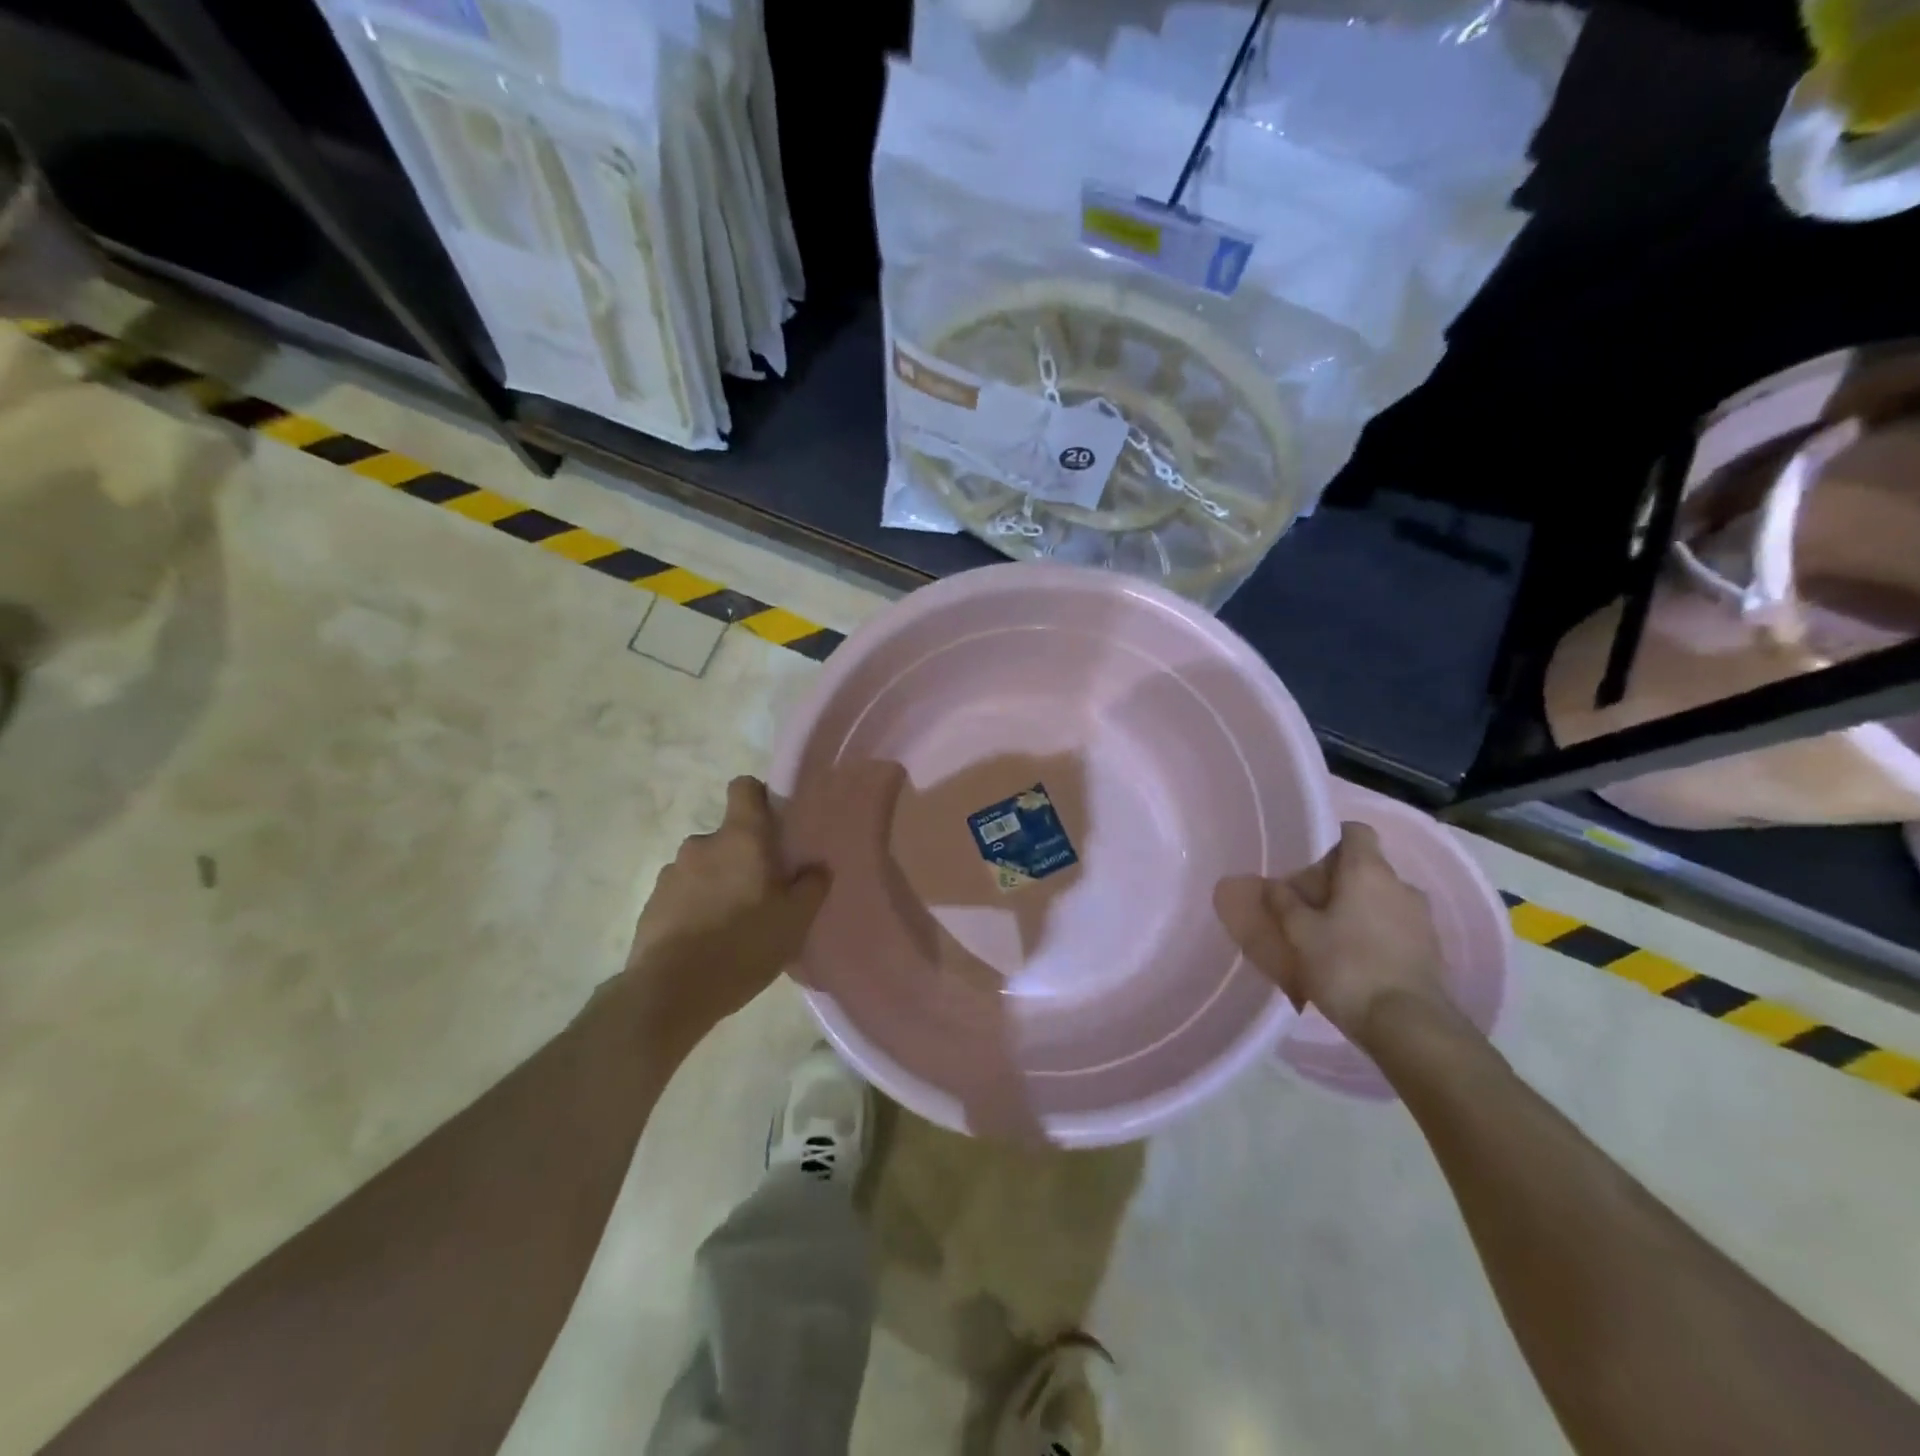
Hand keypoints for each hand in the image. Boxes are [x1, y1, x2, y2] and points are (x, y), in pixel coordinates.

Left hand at [622, 777, 829, 1051]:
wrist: (670, 992)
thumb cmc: (743, 945)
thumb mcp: (796, 920)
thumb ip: (812, 886)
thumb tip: (816, 867)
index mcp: (740, 838)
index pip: (744, 787)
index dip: (760, 799)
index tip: (774, 826)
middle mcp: (702, 844)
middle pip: (728, 836)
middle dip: (743, 858)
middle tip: (762, 894)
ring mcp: (671, 873)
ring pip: (704, 867)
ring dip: (717, 884)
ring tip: (732, 925)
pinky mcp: (652, 903)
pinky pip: (683, 894)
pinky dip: (695, 908)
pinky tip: (706, 942)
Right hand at [1224, 822, 1451, 1048]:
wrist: (1408, 1025)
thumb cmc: (1346, 966)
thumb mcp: (1300, 933)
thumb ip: (1283, 902)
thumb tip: (1271, 883)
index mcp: (1368, 871)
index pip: (1356, 831)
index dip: (1333, 838)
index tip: (1311, 860)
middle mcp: (1400, 885)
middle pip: (1367, 866)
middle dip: (1340, 880)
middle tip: (1310, 905)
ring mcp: (1422, 917)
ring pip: (1383, 898)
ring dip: (1360, 908)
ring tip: (1332, 935)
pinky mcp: (1431, 949)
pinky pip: (1397, 926)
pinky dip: (1377, 932)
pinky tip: (1356, 959)